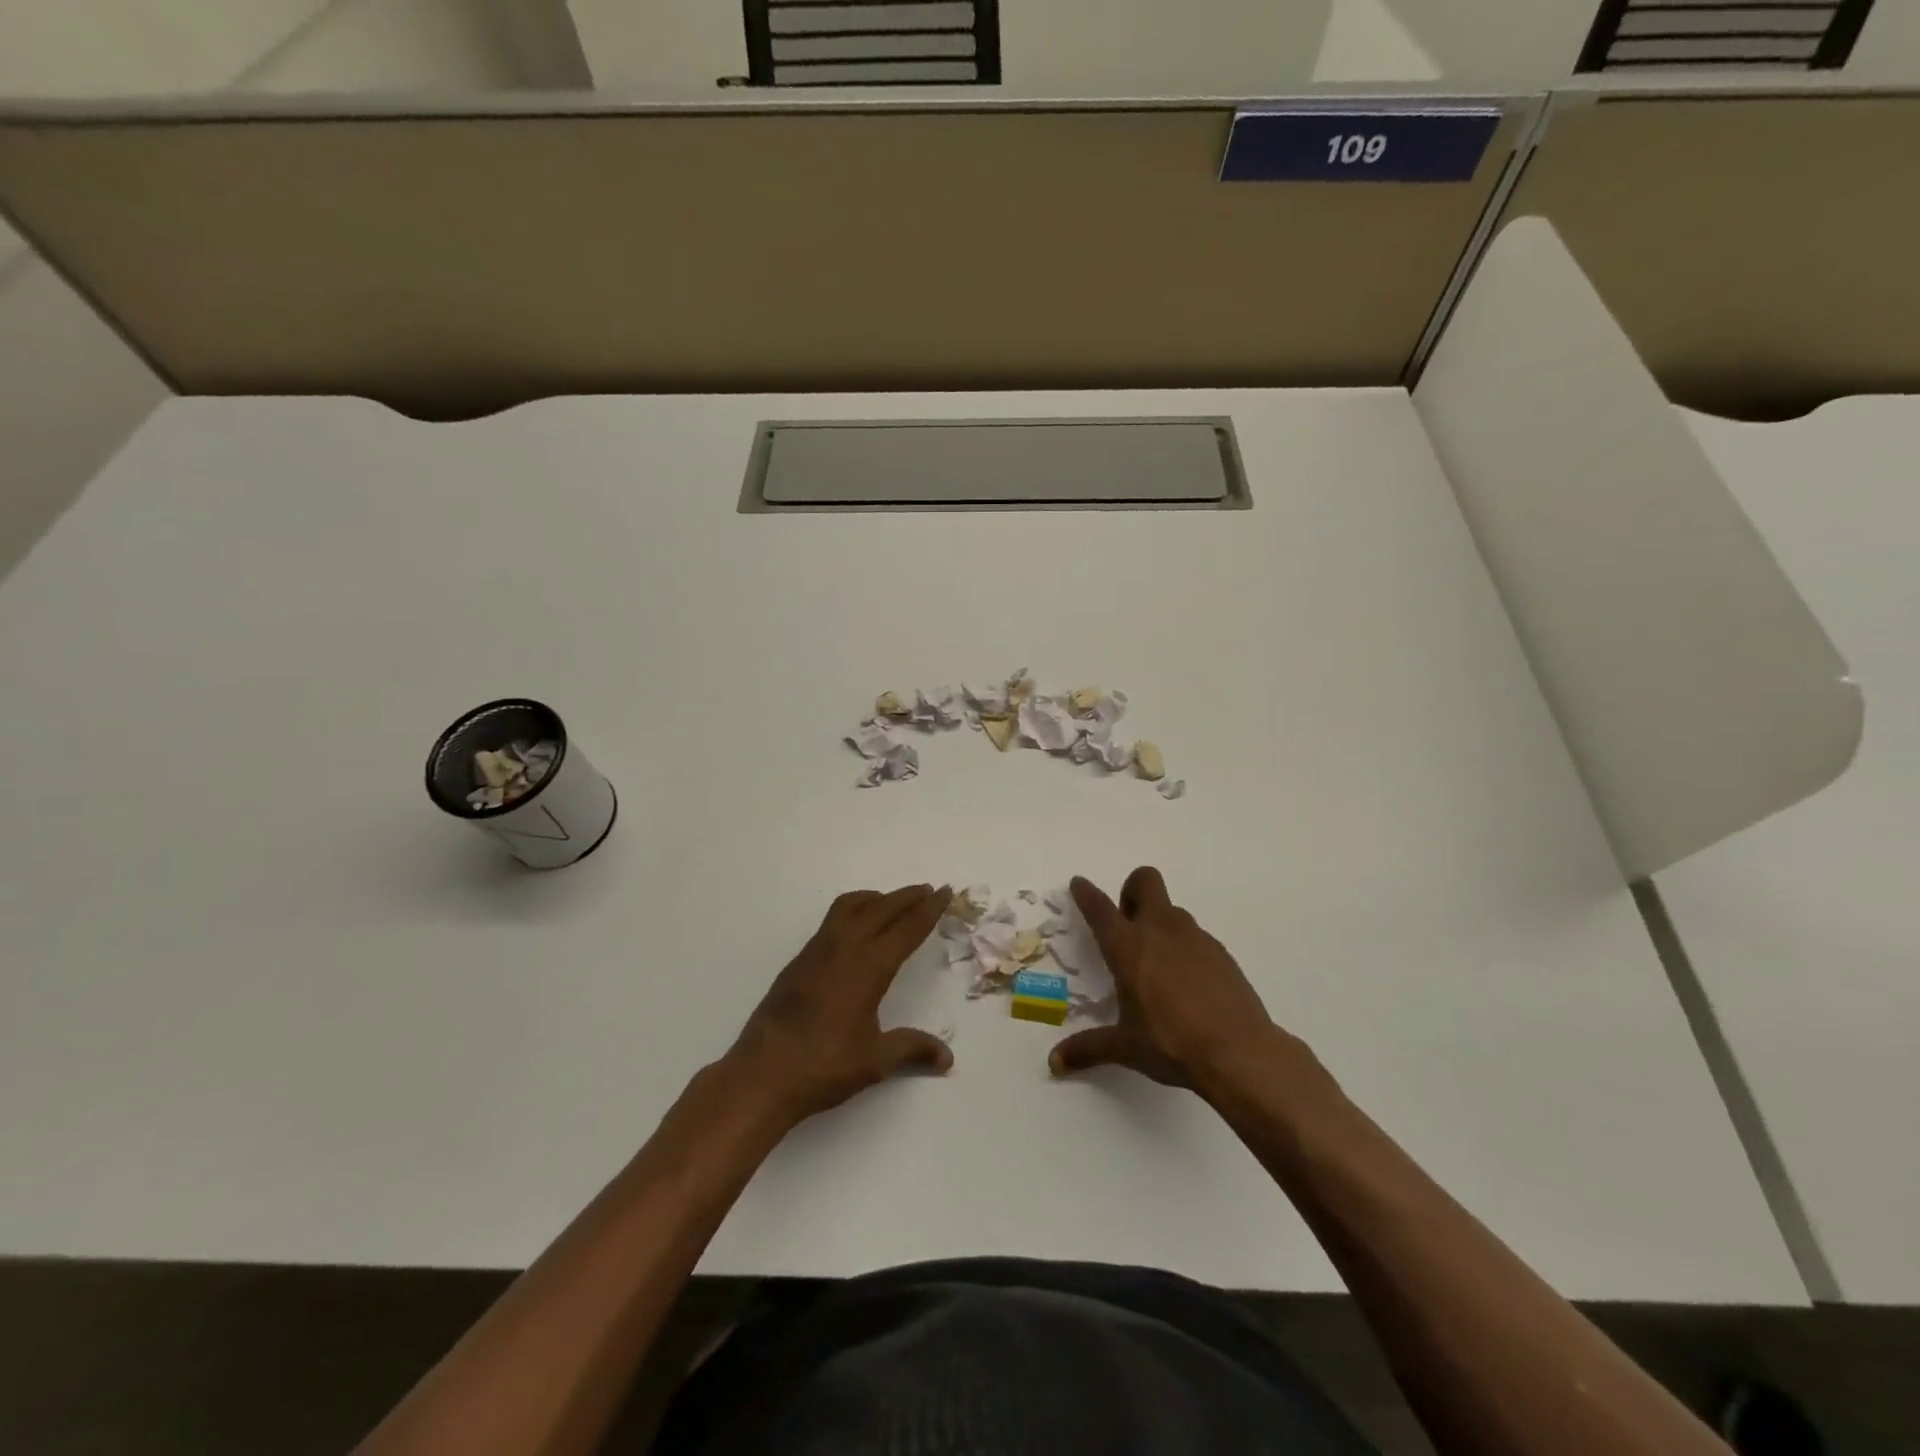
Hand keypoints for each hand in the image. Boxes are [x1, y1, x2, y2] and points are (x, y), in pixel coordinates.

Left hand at [725, 885, 953, 1125]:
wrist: (761, 1075)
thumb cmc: (823, 1067)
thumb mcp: (875, 1061)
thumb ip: (912, 1050)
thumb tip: (947, 1058)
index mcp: (868, 967)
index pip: (906, 929)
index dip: (928, 910)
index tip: (945, 893)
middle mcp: (843, 949)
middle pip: (880, 909)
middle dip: (907, 897)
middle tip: (928, 891)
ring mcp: (816, 952)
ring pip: (850, 907)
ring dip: (876, 899)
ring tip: (892, 903)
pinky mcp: (798, 962)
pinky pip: (832, 921)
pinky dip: (853, 912)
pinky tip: (856, 931)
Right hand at [1049, 867, 1285, 1091]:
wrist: (1240, 1053)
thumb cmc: (1172, 1044)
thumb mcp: (1126, 1047)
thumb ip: (1088, 1048)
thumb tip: (1055, 1064)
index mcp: (1128, 947)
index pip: (1100, 908)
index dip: (1086, 893)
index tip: (1079, 884)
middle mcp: (1160, 931)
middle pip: (1145, 880)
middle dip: (1131, 890)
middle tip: (1128, 924)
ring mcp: (1195, 938)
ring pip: (1172, 909)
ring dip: (1159, 922)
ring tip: (1158, 964)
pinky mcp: (1221, 952)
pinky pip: (1196, 936)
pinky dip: (1185, 948)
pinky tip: (1188, 984)